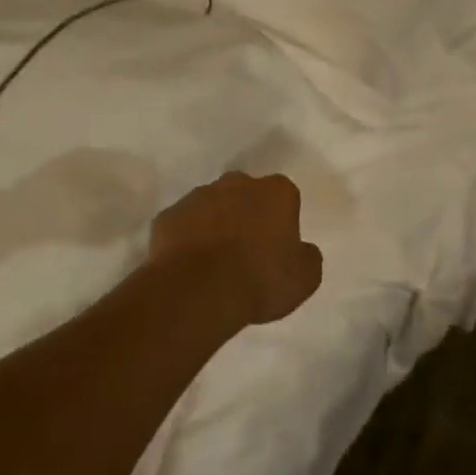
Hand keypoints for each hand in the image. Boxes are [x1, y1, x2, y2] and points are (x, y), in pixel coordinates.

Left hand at [149, 171, 322, 325]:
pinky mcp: (167, 216)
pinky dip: (186, 240)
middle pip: (246, 194)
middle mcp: (238, 183)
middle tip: (246, 252)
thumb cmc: (259, 279)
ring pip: (212, 206)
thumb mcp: (304, 278)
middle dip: (247, 215)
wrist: (197, 291)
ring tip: (214, 264)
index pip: (284, 197)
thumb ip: (307, 257)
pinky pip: (182, 225)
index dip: (281, 221)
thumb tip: (301, 251)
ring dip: (215, 225)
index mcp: (276, 191)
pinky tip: (189, 268)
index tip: (277, 247)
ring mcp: (198, 196)